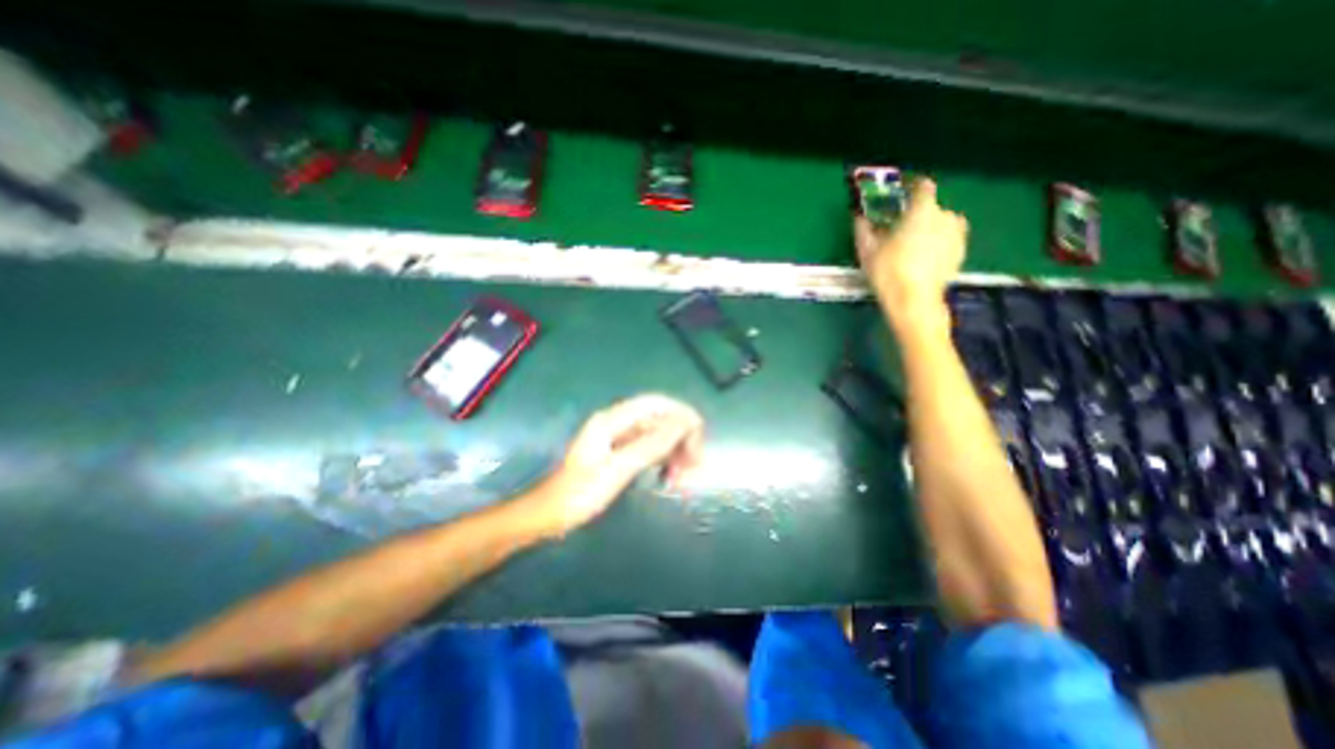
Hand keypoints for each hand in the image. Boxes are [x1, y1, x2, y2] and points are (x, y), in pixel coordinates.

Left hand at [526, 396, 701, 534]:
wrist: (550, 514)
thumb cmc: (580, 493)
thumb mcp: (617, 469)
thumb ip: (651, 445)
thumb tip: (683, 424)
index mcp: (612, 420)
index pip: (655, 403)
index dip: (680, 412)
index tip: (699, 432)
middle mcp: (617, 423)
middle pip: (658, 419)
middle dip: (680, 438)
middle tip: (694, 465)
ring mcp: (618, 438)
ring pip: (656, 435)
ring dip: (673, 451)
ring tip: (683, 477)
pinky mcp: (620, 453)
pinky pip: (649, 449)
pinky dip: (662, 460)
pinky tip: (669, 476)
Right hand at [854, 177, 972, 328]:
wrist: (914, 301)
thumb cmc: (888, 271)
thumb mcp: (867, 251)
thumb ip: (863, 229)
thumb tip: (858, 217)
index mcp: (922, 210)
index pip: (922, 186)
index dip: (911, 188)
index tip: (900, 196)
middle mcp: (945, 216)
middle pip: (931, 207)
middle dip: (916, 215)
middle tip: (899, 230)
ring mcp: (957, 235)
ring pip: (941, 224)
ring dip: (929, 229)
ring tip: (911, 245)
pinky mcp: (960, 253)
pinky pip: (947, 240)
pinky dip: (936, 244)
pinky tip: (922, 259)